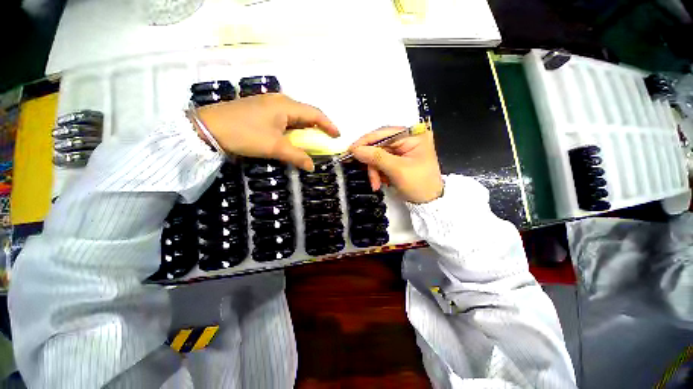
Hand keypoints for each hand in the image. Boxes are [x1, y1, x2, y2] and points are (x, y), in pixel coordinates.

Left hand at [197, 94, 338, 170]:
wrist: (206, 128)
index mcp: (286, 105)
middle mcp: (279, 101)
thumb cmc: (244, 134)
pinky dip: (293, 129)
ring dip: (305, 128)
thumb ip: (296, 156)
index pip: (315, 113)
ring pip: (294, 116)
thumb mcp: (274, 147)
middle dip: (318, 127)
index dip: (328, 125)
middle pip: (305, 113)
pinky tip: (292, 137)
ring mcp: (268, 104)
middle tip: (325, 140)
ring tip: (311, 141)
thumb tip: (312, 167)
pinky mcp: (260, 110)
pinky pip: (284, 119)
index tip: (337, 135)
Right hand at [350, 127, 442, 203]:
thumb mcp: (397, 170)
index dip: (365, 142)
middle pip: (379, 146)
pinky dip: (378, 173)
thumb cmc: (419, 184)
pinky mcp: (398, 159)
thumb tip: (355, 149)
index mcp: (413, 135)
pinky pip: (381, 163)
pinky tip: (381, 182)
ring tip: (376, 184)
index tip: (350, 151)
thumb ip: (376, 157)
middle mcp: (407, 138)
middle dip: (372, 164)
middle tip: (370, 178)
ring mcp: (402, 149)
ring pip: (377, 156)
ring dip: (374, 171)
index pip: (383, 133)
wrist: (429, 203)